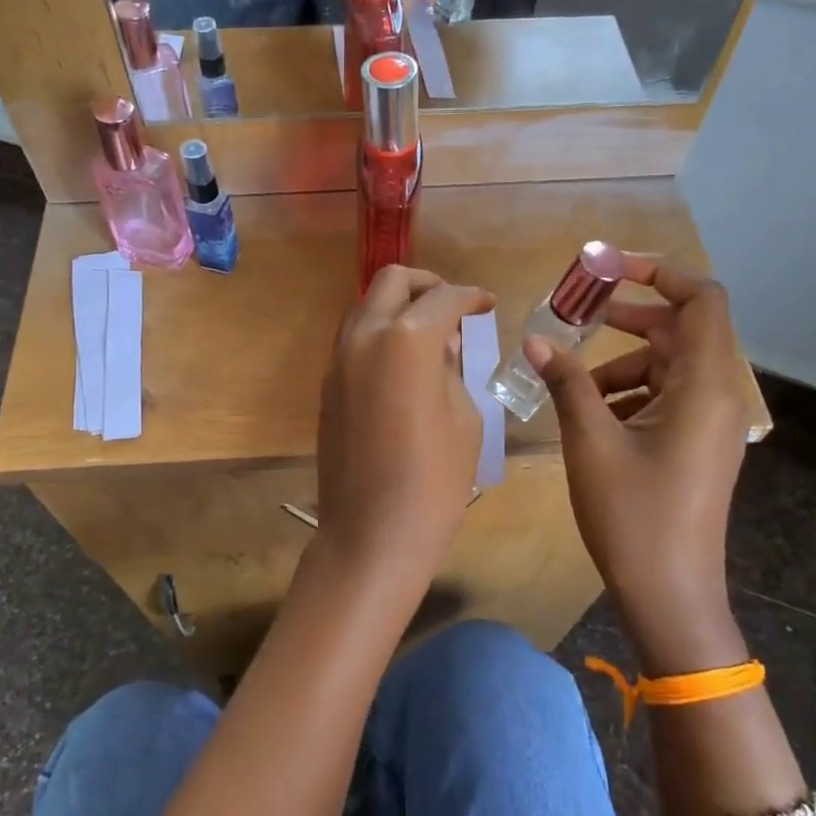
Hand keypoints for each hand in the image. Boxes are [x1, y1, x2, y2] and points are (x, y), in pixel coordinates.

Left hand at [311, 267, 493, 608]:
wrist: (371, 534)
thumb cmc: (434, 481)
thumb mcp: (463, 418)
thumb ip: (451, 369)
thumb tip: (442, 345)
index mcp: (406, 340)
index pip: (443, 298)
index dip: (471, 296)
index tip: (487, 303)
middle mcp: (364, 337)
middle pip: (391, 282)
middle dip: (427, 284)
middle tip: (454, 306)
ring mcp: (338, 361)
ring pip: (365, 308)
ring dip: (398, 307)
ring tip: (431, 335)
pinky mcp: (327, 386)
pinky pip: (353, 341)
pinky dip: (379, 335)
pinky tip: (403, 364)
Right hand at [528, 261, 749, 649]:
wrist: (670, 595)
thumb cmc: (632, 515)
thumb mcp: (590, 441)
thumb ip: (566, 382)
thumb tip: (536, 340)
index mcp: (705, 386)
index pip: (700, 299)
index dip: (658, 273)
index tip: (607, 269)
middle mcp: (718, 396)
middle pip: (681, 330)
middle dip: (629, 318)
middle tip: (578, 316)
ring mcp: (711, 424)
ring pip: (668, 367)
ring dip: (622, 364)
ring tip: (573, 386)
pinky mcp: (698, 446)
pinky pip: (667, 398)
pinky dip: (631, 394)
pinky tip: (592, 418)